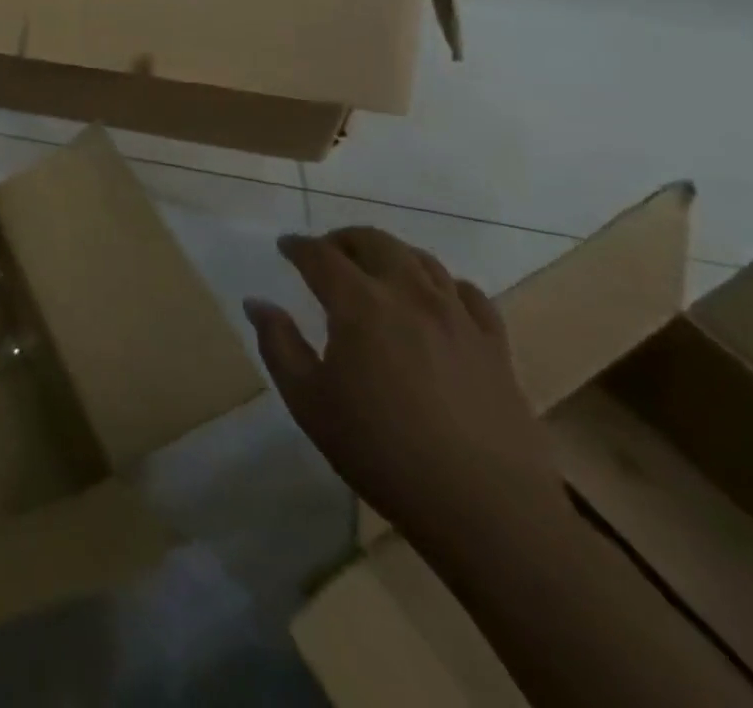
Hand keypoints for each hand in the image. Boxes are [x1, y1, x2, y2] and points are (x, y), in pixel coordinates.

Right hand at [243, 228, 569, 558]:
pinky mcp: (495, 347)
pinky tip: (434, 301)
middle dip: (343, 240)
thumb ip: (278, 344)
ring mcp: (458, 319)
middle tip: (325, 253)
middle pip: (375, 242)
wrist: (488, 512)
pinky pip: (469, 294)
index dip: (298, 246)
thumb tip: (257, 303)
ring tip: (374, 271)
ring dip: (390, 255)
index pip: (320, 256)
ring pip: (422, 261)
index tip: (284, 247)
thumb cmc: (383, 453)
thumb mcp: (309, 402)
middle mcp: (410, 297)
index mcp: (360, 305)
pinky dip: (443, 284)